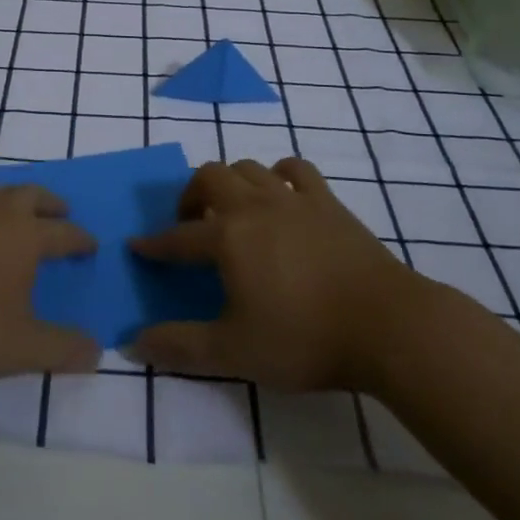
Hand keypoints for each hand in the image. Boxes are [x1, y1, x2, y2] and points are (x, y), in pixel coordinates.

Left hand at [0, 185, 100, 383]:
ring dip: (9, 199)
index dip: (80, 239)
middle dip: (49, 202)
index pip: (62, 232)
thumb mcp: (20, 348)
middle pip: (28, 194)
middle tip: (60, 212)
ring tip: (13, 213)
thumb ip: (62, 349)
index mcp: (22, 236)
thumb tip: (97, 352)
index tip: (91, 244)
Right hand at [129, 158, 436, 391]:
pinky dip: (280, 174)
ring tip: (232, 210)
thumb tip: (133, 343)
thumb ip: (181, 346)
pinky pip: (296, 169)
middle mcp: (255, 205)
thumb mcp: (234, 352)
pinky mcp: (329, 202)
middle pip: (210, 178)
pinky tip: (280, 192)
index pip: (179, 238)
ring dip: (231, 182)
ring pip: (249, 168)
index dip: (155, 244)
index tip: (138, 246)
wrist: (386, 324)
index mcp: (228, 237)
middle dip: (190, 195)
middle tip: (190, 224)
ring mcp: (294, 198)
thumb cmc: (304, 338)